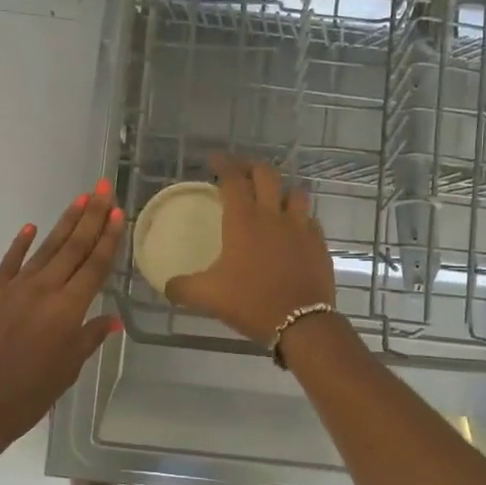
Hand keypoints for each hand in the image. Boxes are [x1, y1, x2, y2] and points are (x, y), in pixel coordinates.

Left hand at [0, 182, 124, 456]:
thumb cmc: (26, 398)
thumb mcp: (66, 372)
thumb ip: (87, 339)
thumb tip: (111, 320)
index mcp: (67, 311)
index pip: (94, 266)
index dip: (107, 238)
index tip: (117, 212)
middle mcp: (44, 291)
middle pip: (73, 247)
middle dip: (90, 216)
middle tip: (102, 188)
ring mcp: (14, 289)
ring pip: (45, 249)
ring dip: (64, 223)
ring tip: (79, 199)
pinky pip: (9, 263)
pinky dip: (21, 243)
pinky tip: (31, 227)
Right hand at [164, 154, 334, 345]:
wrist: (302, 324)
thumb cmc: (251, 302)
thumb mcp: (208, 297)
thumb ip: (182, 288)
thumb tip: (167, 285)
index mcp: (244, 220)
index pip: (233, 179)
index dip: (223, 164)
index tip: (213, 161)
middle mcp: (273, 215)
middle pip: (266, 174)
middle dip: (251, 166)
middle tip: (239, 171)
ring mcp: (301, 227)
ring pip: (294, 192)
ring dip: (280, 189)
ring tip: (270, 197)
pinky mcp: (319, 243)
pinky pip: (309, 219)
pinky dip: (298, 217)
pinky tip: (291, 229)